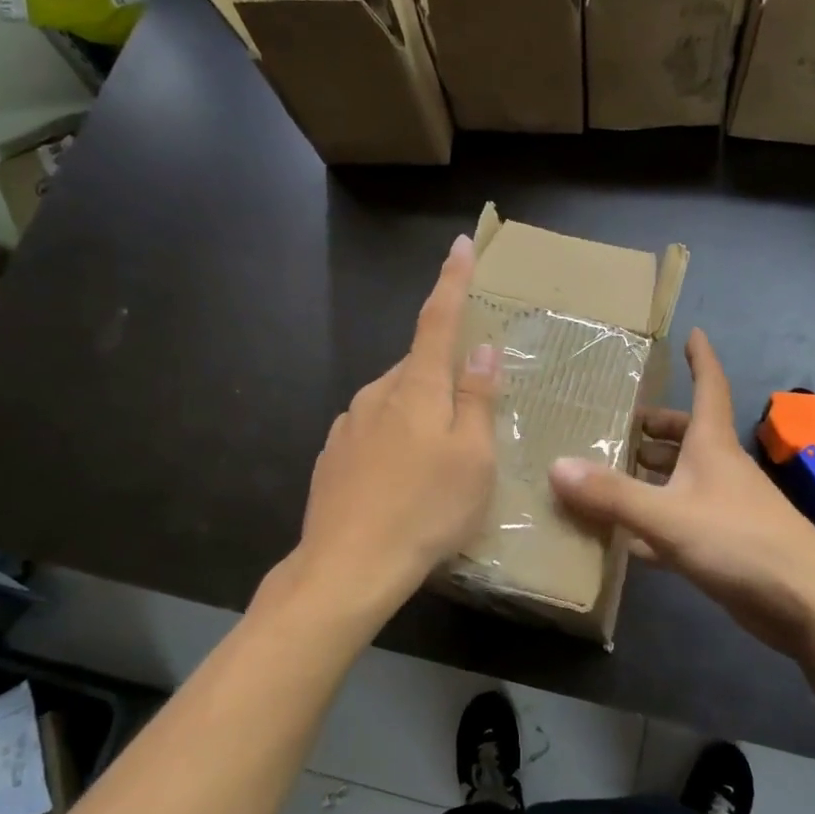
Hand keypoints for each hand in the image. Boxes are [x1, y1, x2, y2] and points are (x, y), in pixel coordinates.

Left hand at [276, 234, 498, 632]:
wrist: (347, 567)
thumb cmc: (426, 510)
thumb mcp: (473, 458)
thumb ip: (478, 399)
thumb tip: (482, 349)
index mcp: (416, 387)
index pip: (438, 319)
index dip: (452, 281)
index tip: (460, 245)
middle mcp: (377, 394)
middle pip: (418, 366)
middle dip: (444, 376)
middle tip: (469, 418)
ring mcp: (348, 425)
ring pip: (395, 401)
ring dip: (419, 414)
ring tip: (438, 464)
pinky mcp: (332, 456)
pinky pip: (373, 432)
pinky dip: (394, 442)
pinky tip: (401, 483)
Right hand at [549, 330, 814, 658]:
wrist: (807, 603)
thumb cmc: (740, 541)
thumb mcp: (668, 515)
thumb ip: (612, 494)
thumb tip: (556, 466)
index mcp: (712, 446)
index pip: (708, 387)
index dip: (700, 360)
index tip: (693, 334)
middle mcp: (720, 469)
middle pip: (688, 435)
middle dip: (657, 427)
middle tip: (619, 424)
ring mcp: (724, 508)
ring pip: (682, 479)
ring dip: (652, 474)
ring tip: (610, 473)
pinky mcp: (724, 545)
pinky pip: (680, 522)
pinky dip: (654, 523)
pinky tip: (626, 538)